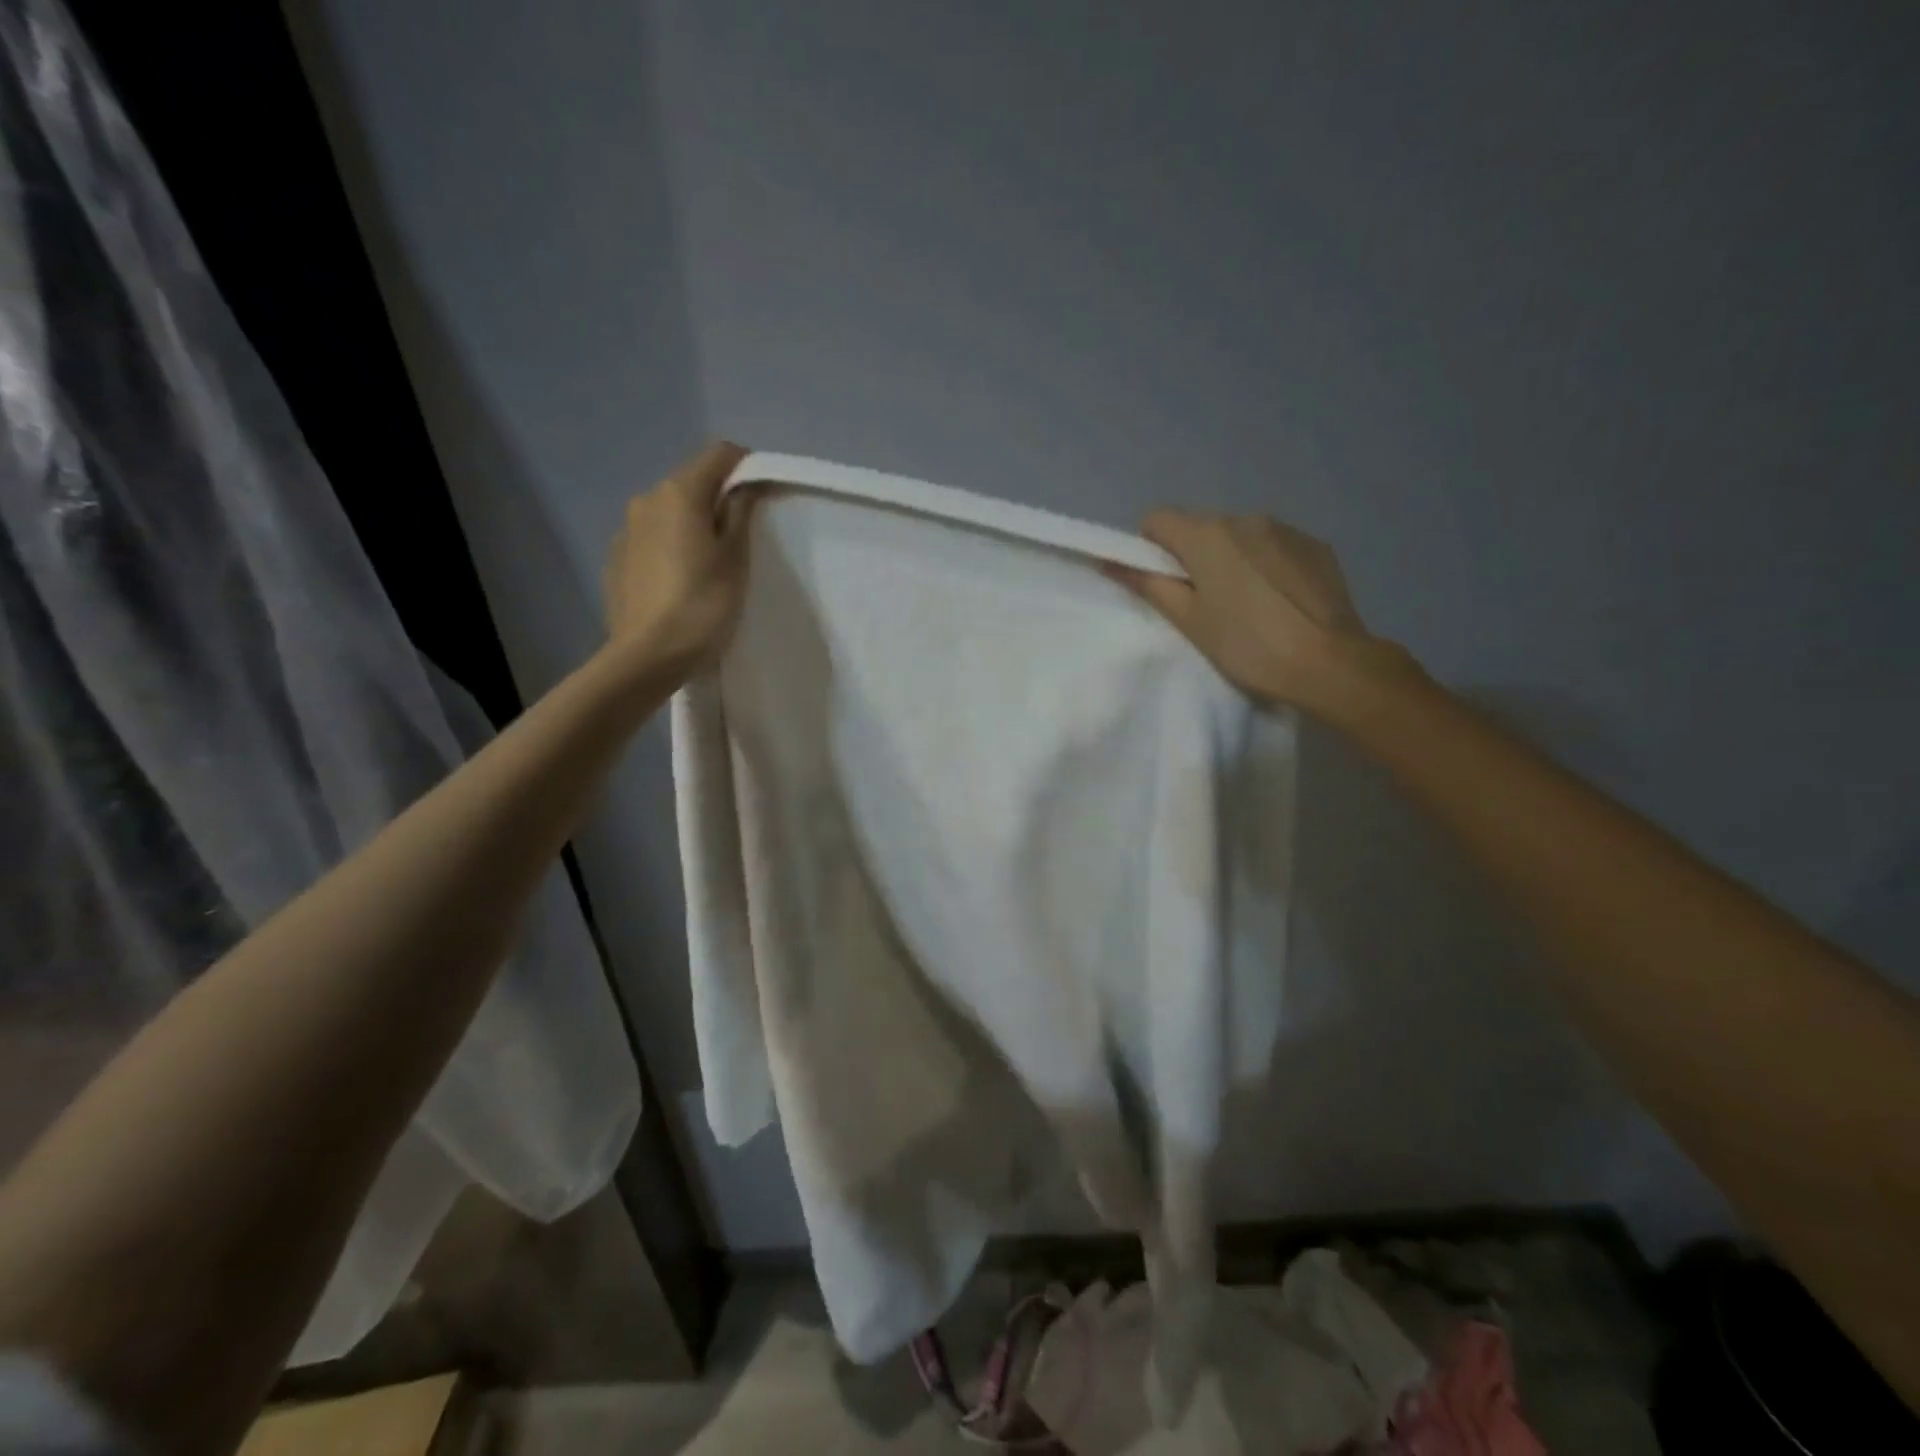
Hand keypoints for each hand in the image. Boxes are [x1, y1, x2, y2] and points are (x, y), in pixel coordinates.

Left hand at [604, 441, 755, 675]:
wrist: (647, 657)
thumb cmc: (703, 605)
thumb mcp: (735, 558)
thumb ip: (740, 512)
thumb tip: (746, 484)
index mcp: (679, 493)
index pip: (719, 455)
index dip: (746, 468)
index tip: (763, 498)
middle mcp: (646, 500)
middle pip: (691, 483)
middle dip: (717, 500)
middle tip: (739, 539)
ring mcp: (625, 530)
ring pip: (668, 513)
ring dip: (691, 525)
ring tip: (708, 565)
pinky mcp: (615, 560)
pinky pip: (651, 540)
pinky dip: (669, 548)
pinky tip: (679, 582)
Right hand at [1109, 511, 1378, 709]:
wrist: (1330, 664)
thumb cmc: (1248, 646)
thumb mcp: (1189, 621)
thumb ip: (1150, 585)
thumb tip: (1112, 564)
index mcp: (1207, 535)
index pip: (1158, 519)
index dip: (1150, 549)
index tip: (1163, 583)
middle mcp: (1245, 518)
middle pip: (1200, 527)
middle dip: (1192, 557)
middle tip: (1204, 603)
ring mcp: (1286, 529)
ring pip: (1239, 537)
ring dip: (1231, 559)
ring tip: (1246, 605)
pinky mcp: (1316, 545)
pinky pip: (1274, 546)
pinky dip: (1265, 565)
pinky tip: (1278, 602)